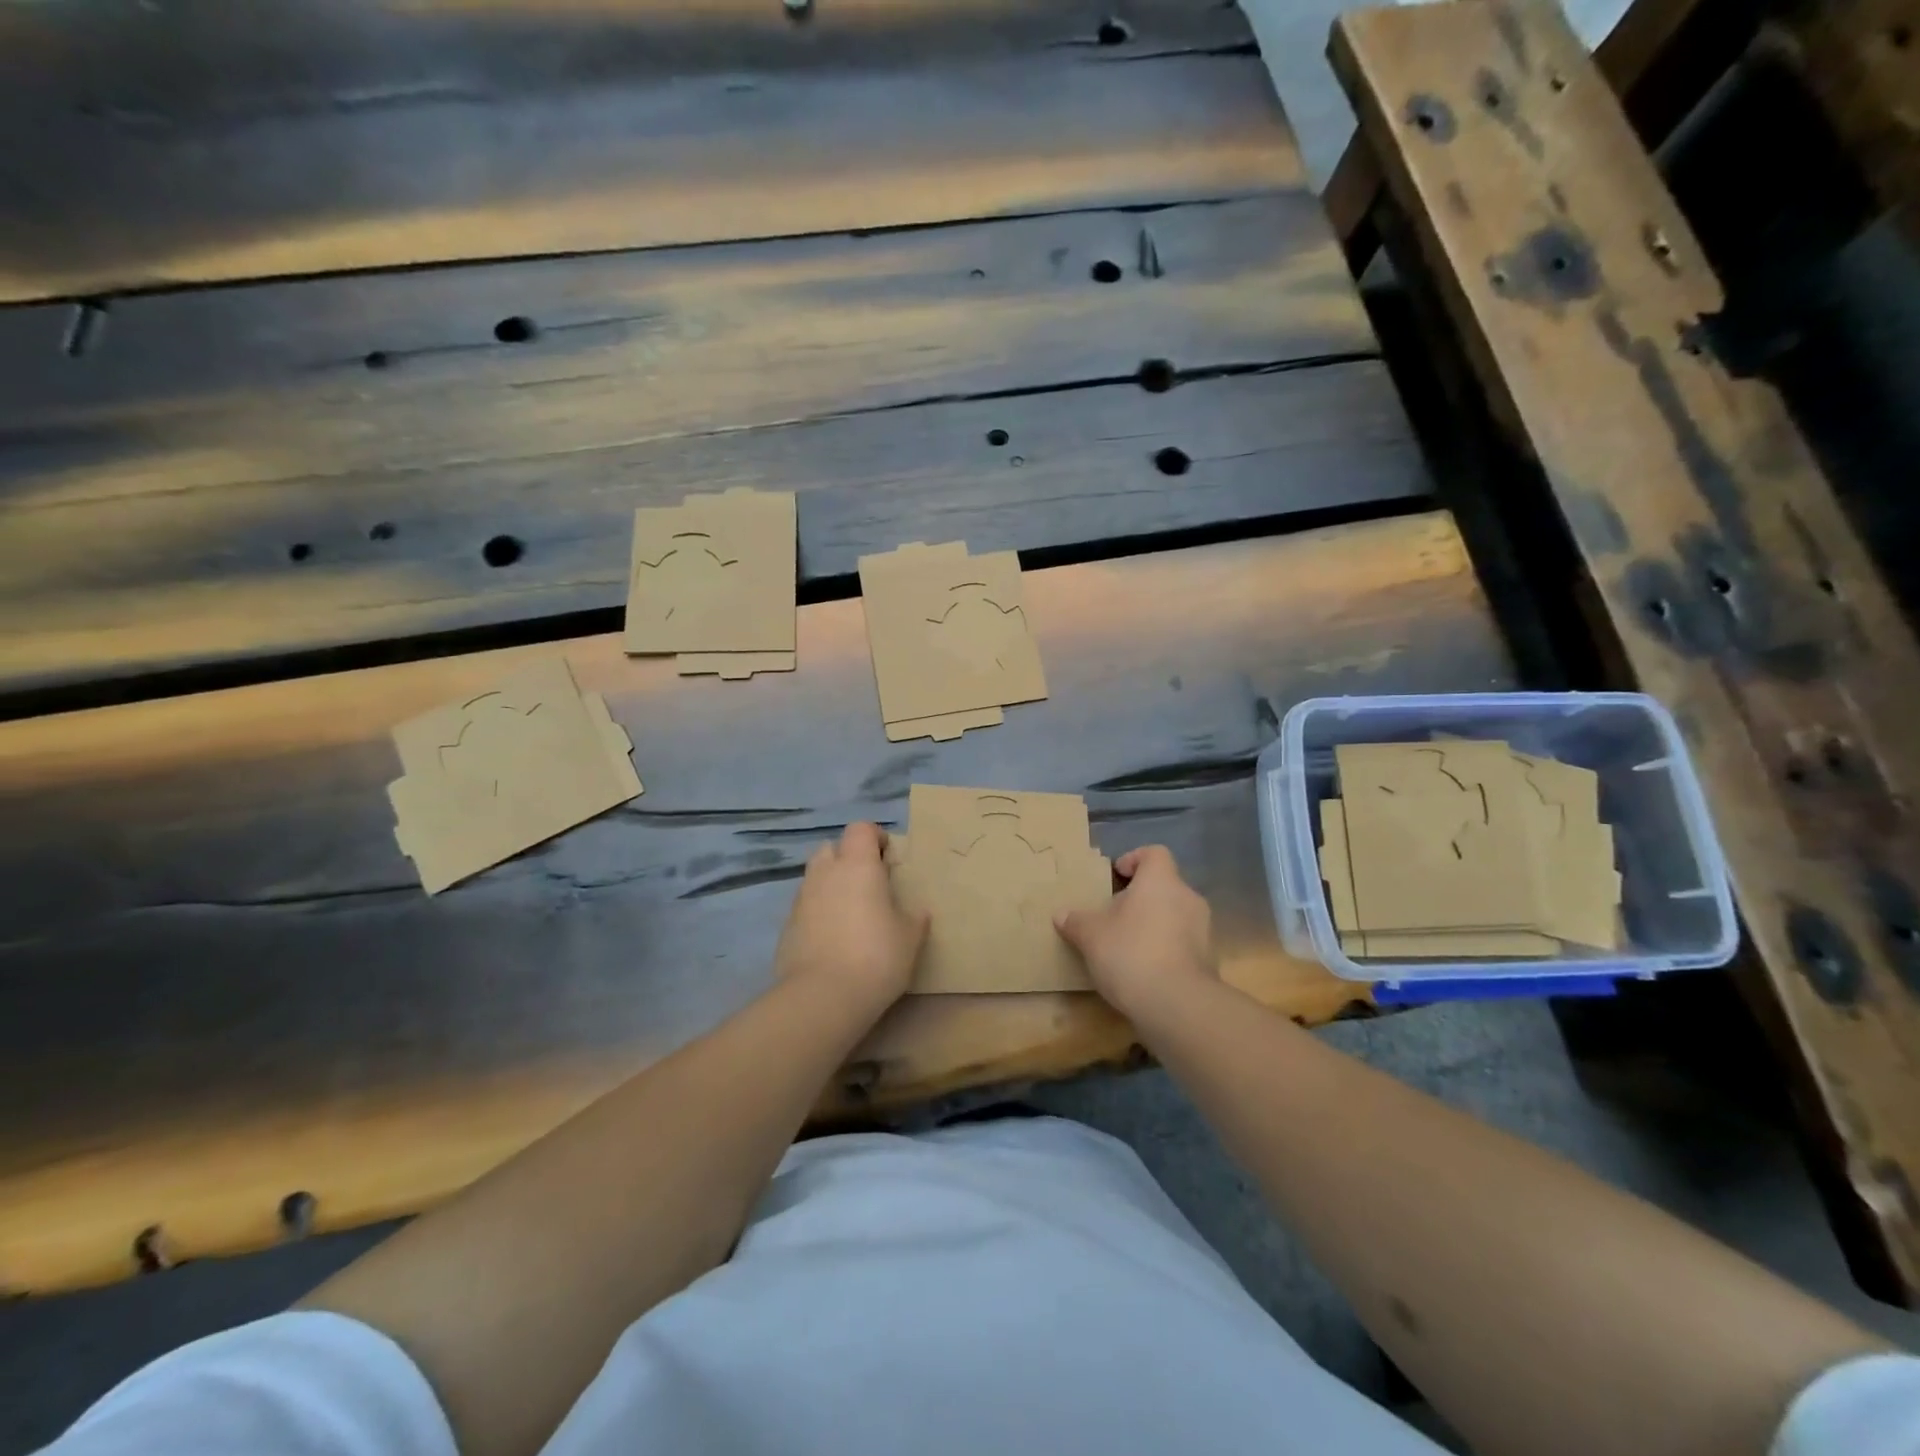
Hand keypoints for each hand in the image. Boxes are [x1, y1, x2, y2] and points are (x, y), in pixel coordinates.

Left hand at [775, 822, 927, 1013]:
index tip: (888, 859)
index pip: (860, 828)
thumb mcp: (910, 938)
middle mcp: (825, 873)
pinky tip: (832, 939)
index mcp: (858, 865)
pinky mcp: (786, 926)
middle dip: (847, 858)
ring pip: (815, 877)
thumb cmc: (876, 957)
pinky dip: (818, 913)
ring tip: (850, 914)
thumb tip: (917, 911)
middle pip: (831, 848)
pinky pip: (805, 907)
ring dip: (831, 885)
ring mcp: (801, 899)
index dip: (874, 837)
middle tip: (868, 885)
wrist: (822, 997)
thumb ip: (914, 918)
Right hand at [1054, 845, 1216, 1022]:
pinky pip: (1182, 943)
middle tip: (1114, 915)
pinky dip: (1165, 949)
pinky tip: (1143, 970)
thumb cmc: (1130, 953)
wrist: (1177, 1005)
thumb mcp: (1091, 936)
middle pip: (1164, 886)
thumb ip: (1076, 921)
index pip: (1154, 853)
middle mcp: (1188, 898)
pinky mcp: (1208, 960)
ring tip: (1126, 945)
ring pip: (1174, 915)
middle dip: (1140, 898)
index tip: (1116, 876)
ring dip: (1153, 924)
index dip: (1134, 859)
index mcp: (1161, 881)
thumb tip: (1061, 914)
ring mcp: (1203, 930)